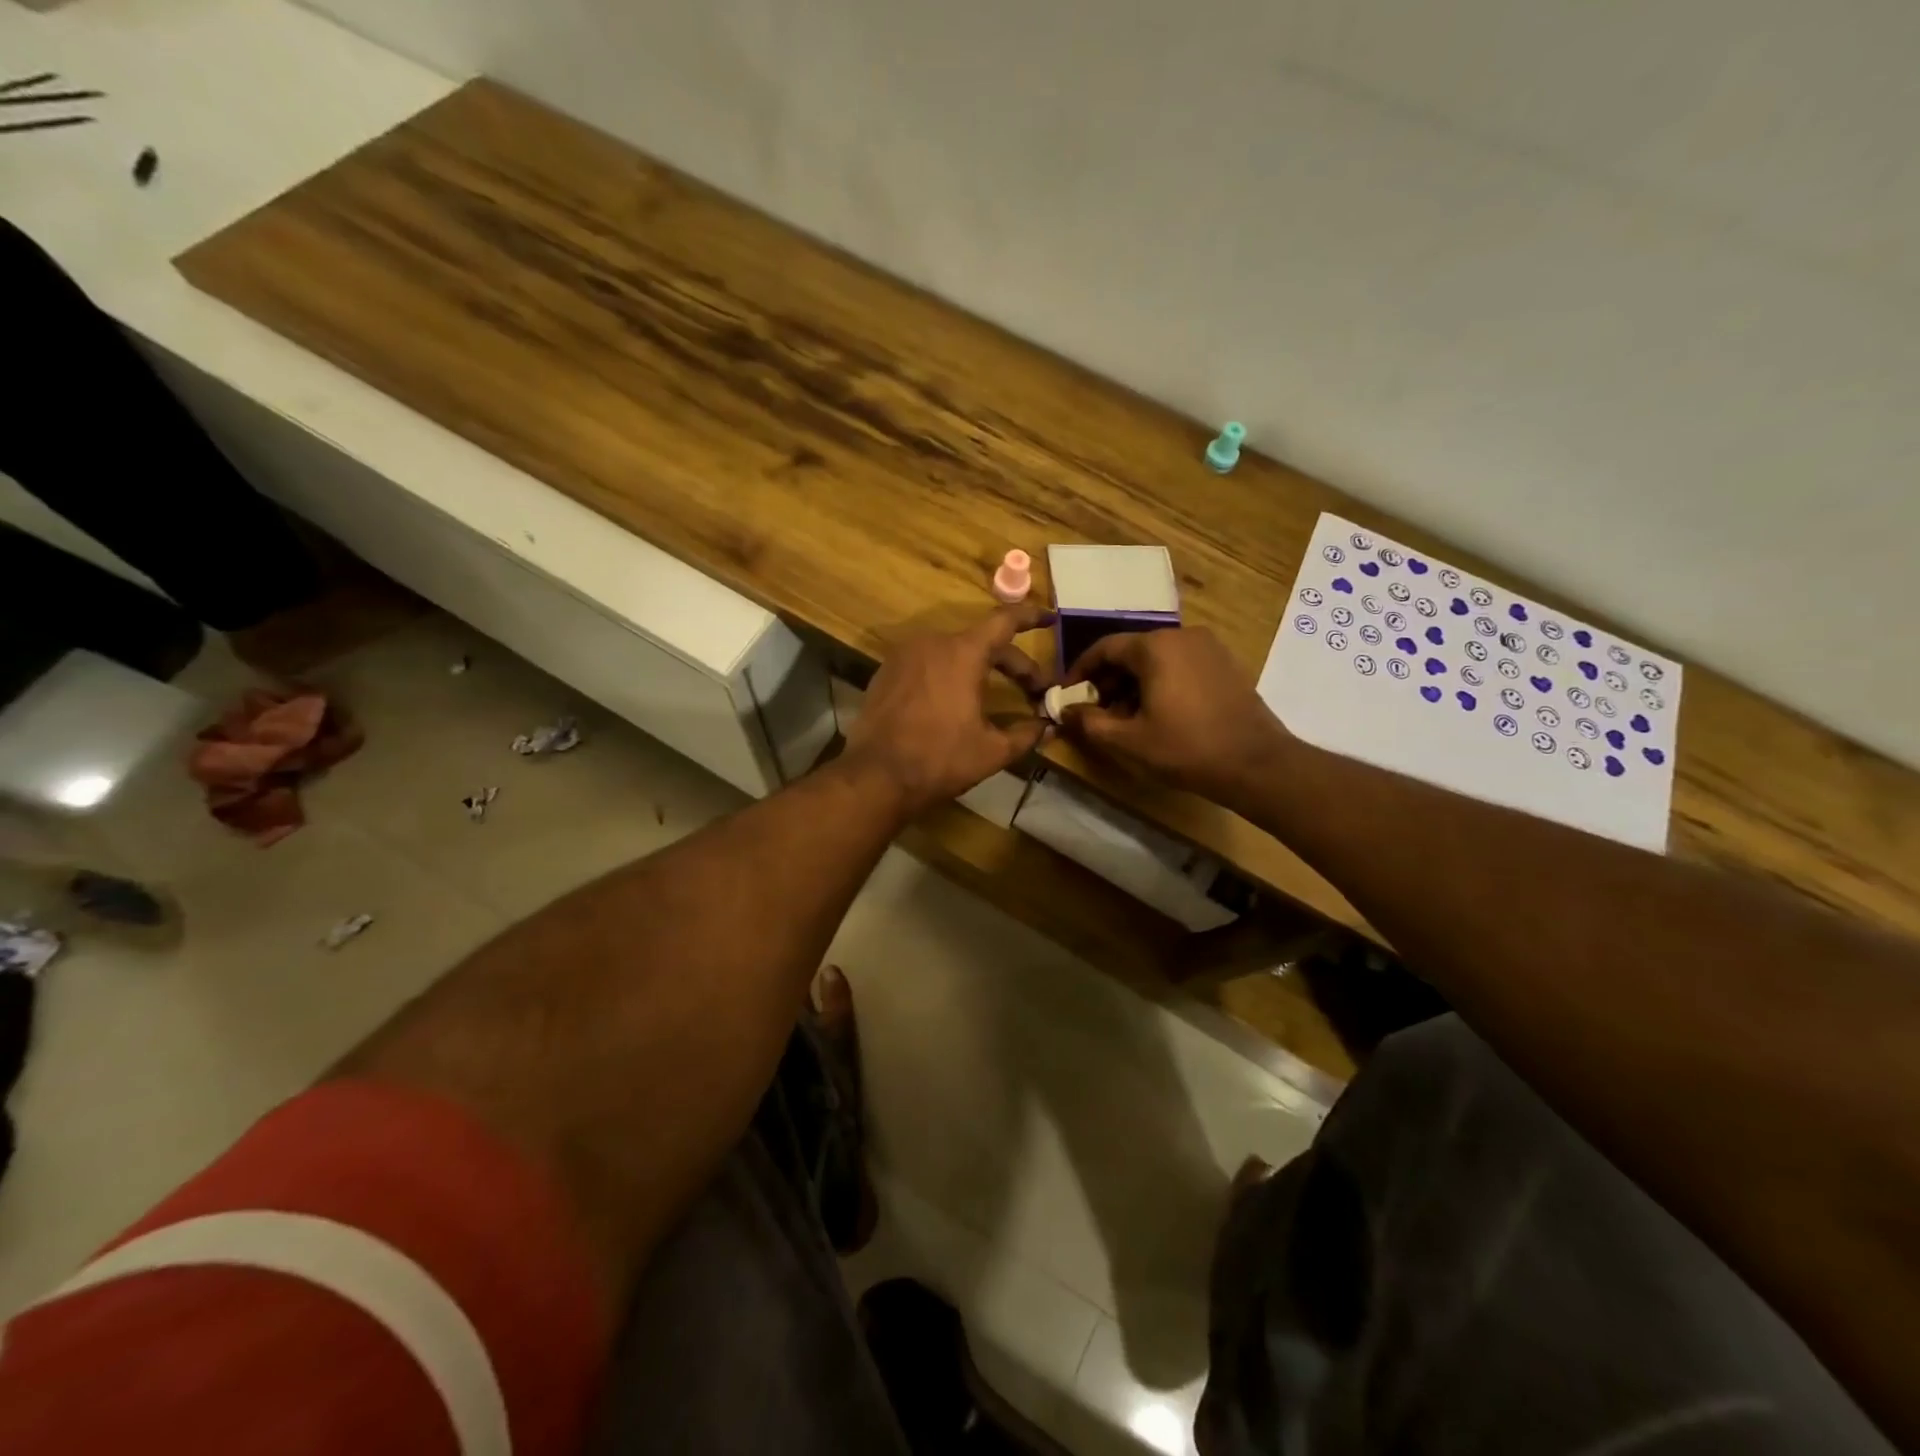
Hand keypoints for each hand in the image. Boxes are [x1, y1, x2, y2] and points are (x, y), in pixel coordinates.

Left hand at [844, 604, 1054, 816]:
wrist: (875, 776)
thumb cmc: (939, 760)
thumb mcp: (992, 751)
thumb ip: (1026, 734)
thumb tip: (1047, 727)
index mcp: (963, 652)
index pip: (1005, 621)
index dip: (1031, 617)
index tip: (1050, 618)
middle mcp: (932, 642)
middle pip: (982, 641)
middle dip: (1012, 662)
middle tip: (1033, 688)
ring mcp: (904, 655)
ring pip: (953, 651)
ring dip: (979, 667)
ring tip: (994, 692)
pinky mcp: (885, 672)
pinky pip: (927, 663)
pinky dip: (948, 673)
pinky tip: (954, 700)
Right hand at [1062, 627, 1292, 810]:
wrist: (1256, 763)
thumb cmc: (1186, 748)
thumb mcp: (1128, 741)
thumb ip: (1089, 722)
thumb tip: (1065, 711)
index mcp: (1155, 647)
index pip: (1104, 648)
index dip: (1080, 670)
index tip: (1067, 694)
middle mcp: (1182, 636)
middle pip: (1132, 651)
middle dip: (1108, 680)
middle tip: (1096, 710)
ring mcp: (1209, 648)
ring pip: (1157, 659)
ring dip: (1134, 683)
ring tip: (1125, 717)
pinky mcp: (1226, 664)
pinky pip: (1181, 665)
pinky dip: (1161, 683)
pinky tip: (1159, 714)